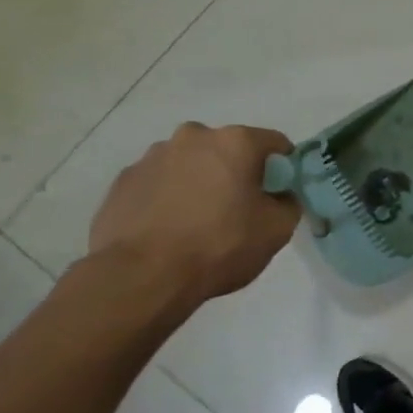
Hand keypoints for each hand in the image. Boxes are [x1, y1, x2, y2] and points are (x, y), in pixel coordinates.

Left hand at [89, 123, 300, 303]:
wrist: (143, 275)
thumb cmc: (220, 246)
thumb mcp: (276, 230)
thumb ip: (288, 204)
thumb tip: (280, 197)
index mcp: (235, 142)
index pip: (274, 142)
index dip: (284, 166)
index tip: (281, 191)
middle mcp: (193, 137)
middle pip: (227, 149)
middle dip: (236, 171)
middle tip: (239, 208)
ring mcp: (152, 156)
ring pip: (190, 163)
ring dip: (200, 182)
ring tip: (199, 221)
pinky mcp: (124, 180)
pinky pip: (159, 182)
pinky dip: (169, 197)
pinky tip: (170, 228)